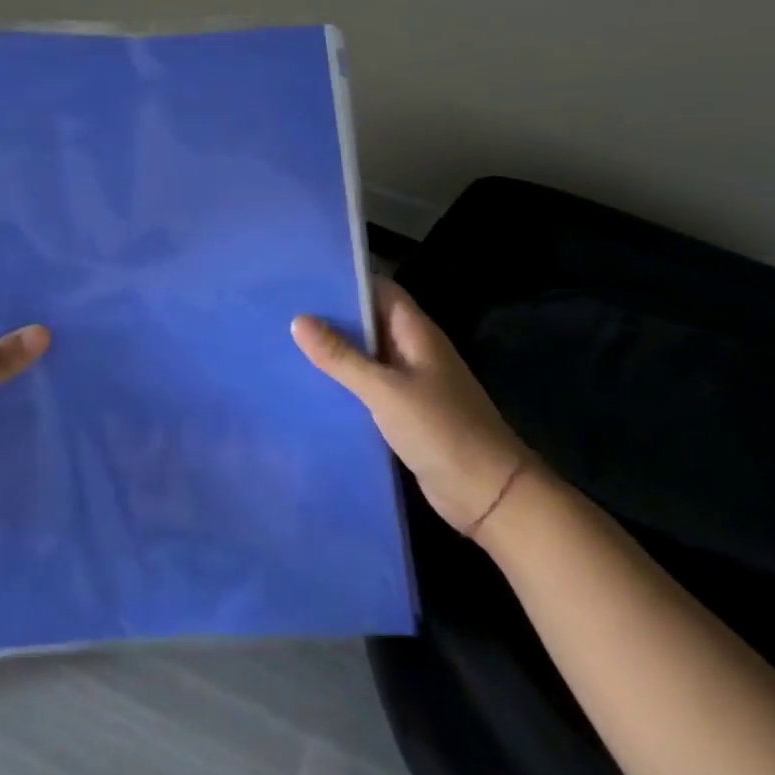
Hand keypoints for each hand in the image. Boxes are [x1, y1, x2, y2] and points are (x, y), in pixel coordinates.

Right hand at [292, 277, 528, 535]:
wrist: (490, 496)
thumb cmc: (441, 430)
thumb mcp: (385, 391)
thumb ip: (342, 356)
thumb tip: (298, 320)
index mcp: (416, 332)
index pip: (378, 289)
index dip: (344, 280)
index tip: (303, 278)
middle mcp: (413, 350)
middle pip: (368, 321)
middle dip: (331, 316)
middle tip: (283, 310)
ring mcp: (410, 382)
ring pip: (366, 355)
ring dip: (335, 351)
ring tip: (285, 343)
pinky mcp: (405, 412)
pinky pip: (368, 387)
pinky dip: (344, 383)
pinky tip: (311, 386)